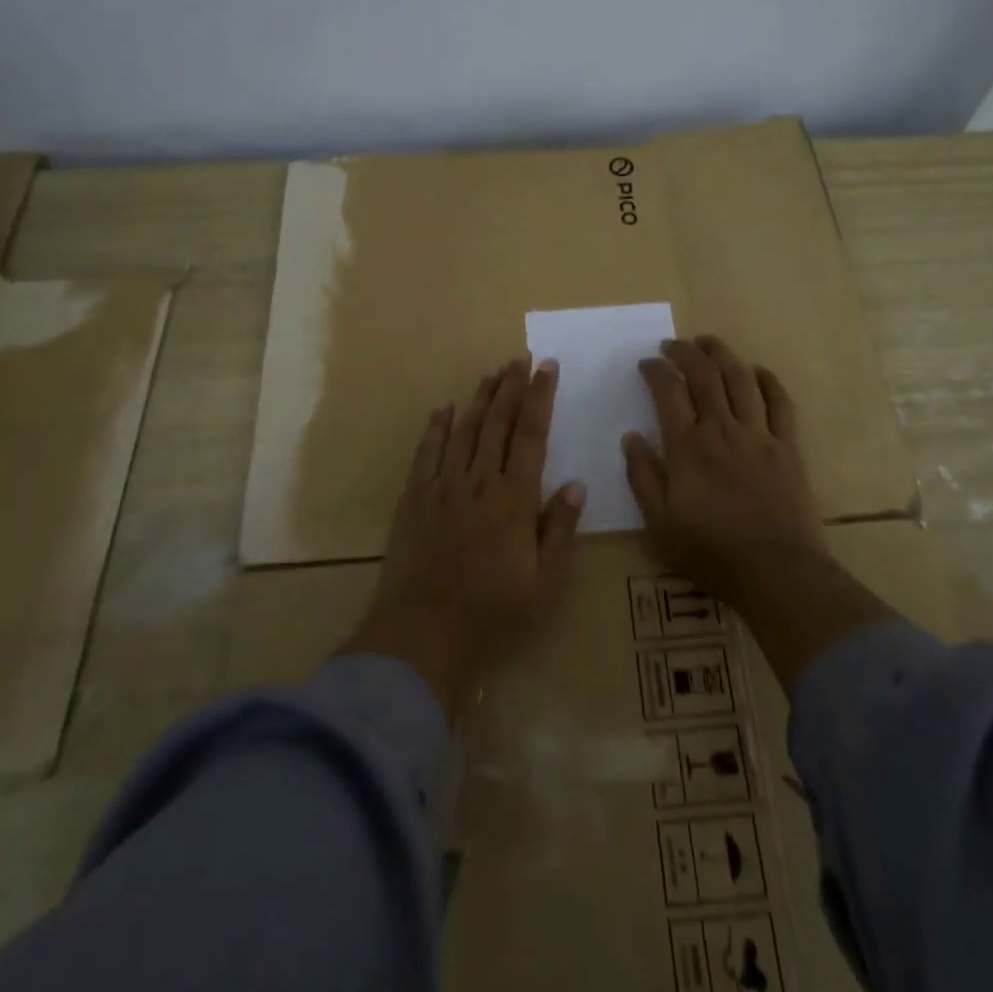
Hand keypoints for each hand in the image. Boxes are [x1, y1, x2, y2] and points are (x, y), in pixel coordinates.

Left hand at [345, 357, 585, 716]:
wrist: (423, 634)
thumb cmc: (493, 613)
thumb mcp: (545, 583)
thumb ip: (560, 530)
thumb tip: (576, 484)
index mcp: (515, 499)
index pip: (531, 435)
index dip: (540, 398)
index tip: (547, 368)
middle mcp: (479, 482)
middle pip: (497, 423)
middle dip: (512, 386)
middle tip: (521, 357)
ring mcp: (443, 487)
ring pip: (464, 430)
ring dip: (480, 398)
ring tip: (493, 372)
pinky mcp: (415, 498)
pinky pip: (427, 453)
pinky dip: (436, 427)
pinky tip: (445, 407)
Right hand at [621, 335, 826, 601]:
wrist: (776, 571)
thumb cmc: (710, 551)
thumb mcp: (659, 523)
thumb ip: (642, 476)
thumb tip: (630, 436)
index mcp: (687, 446)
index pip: (668, 391)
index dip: (655, 370)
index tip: (646, 363)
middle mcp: (722, 429)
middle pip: (704, 374)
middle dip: (685, 352)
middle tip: (672, 345)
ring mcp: (759, 434)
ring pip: (740, 379)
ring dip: (722, 354)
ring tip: (708, 343)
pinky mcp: (787, 446)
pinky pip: (780, 402)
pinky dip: (768, 381)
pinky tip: (757, 371)